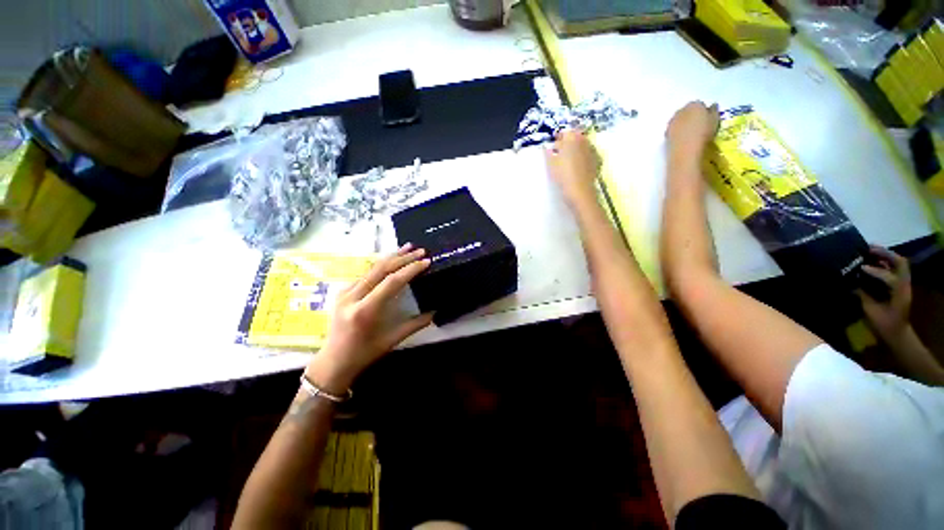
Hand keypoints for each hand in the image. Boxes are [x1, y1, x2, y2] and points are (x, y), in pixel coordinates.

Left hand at [305, 244, 433, 393]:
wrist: (333, 361)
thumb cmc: (364, 353)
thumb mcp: (392, 340)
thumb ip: (415, 324)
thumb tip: (435, 312)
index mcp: (365, 311)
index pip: (391, 282)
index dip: (410, 270)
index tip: (426, 262)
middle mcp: (352, 297)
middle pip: (381, 269)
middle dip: (403, 258)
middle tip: (420, 250)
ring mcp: (345, 292)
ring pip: (372, 268)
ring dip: (392, 257)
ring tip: (408, 248)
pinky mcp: (343, 291)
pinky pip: (366, 274)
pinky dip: (382, 265)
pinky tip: (392, 261)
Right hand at [545, 130, 599, 204]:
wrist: (580, 192)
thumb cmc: (563, 176)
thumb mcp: (550, 165)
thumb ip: (548, 153)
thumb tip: (547, 147)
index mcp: (572, 138)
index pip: (565, 133)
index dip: (558, 138)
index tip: (553, 146)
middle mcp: (584, 141)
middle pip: (575, 137)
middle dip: (568, 143)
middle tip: (560, 153)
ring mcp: (592, 151)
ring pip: (583, 145)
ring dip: (576, 150)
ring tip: (568, 161)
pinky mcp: (597, 161)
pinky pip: (588, 154)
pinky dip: (583, 157)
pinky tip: (577, 167)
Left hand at [666, 101, 719, 156]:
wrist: (685, 150)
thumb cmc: (704, 133)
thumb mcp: (715, 120)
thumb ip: (714, 110)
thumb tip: (713, 105)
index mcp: (694, 104)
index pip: (699, 104)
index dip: (703, 112)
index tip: (707, 120)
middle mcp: (680, 110)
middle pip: (687, 111)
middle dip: (692, 116)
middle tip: (698, 127)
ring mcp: (671, 122)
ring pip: (679, 120)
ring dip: (683, 124)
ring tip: (690, 134)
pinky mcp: (665, 133)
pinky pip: (673, 130)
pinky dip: (677, 132)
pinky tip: (682, 139)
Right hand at [858, 245, 911, 341]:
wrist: (896, 333)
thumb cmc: (883, 324)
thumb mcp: (872, 312)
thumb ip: (864, 296)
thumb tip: (852, 283)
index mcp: (900, 292)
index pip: (890, 277)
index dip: (876, 271)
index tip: (861, 268)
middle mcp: (904, 284)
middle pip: (900, 262)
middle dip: (885, 254)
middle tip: (868, 249)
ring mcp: (903, 284)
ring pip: (898, 263)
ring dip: (884, 256)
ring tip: (868, 251)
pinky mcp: (899, 284)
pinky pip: (893, 268)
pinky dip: (883, 262)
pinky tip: (871, 261)